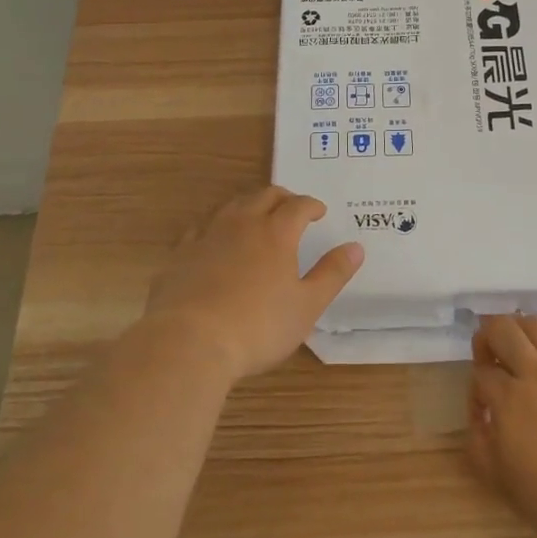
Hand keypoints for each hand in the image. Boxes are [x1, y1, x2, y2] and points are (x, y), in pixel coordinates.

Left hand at [142, 187, 363, 380]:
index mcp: (276, 233)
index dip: (312, 205)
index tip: (319, 212)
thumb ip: (332, 274)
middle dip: (282, 198)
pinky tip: (216, 240)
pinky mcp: (180, 253)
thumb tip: (356, 247)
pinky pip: (202, 227)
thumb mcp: (307, 306)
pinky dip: (217, 226)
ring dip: (249, 205)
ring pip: (231, 205)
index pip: (298, 206)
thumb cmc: (258, 326)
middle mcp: (242, 223)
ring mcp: (207, 235)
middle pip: (264, 195)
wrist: (189, 342)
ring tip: (257, 216)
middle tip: (292, 207)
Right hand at [468, 314, 536, 537]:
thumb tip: (481, 417)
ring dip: (520, 328)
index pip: (481, 373)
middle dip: (487, 336)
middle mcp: (535, 374)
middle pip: (503, 330)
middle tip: (489, 357)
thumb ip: (479, 443)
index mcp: (508, 399)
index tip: (483, 413)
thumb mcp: (499, 480)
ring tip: (518, 346)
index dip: (475, 389)